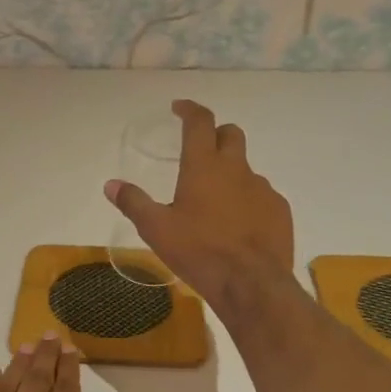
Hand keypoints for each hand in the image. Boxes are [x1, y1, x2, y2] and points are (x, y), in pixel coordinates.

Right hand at [105, 99, 294, 319]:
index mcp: (204, 166)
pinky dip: (247, 201)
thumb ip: (133, 203)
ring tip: (215, 202)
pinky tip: (238, 225)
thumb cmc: (199, 252)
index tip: (179, 108)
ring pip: (246, 169)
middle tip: (200, 149)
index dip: (189, 109)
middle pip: (231, 135)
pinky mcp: (279, 210)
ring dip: (231, 174)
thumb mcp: (156, 229)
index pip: (200, 122)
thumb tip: (110, 184)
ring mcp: (263, 189)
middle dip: (216, 134)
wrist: (251, 284)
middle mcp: (237, 169)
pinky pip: (261, 196)